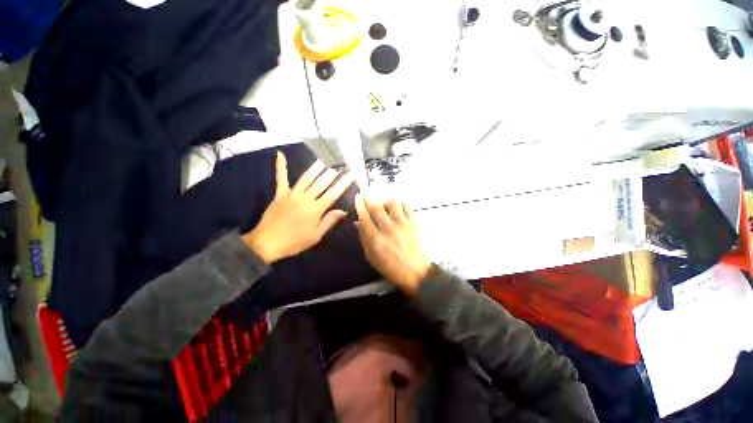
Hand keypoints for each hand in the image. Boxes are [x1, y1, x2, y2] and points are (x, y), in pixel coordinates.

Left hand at [243, 151, 353, 263]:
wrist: (267, 243)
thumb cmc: (294, 242)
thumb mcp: (315, 236)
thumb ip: (329, 221)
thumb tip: (343, 211)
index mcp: (315, 209)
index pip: (333, 193)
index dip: (343, 183)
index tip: (351, 174)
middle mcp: (305, 198)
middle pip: (321, 183)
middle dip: (333, 172)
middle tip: (340, 161)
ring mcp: (291, 194)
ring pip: (306, 178)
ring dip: (316, 167)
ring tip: (324, 157)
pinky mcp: (280, 194)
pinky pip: (281, 178)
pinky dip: (281, 167)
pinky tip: (280, 154)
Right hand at [354, 194, 430, 295]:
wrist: (417, 274)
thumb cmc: (391, 268)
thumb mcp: (372, 257)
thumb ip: (364, 238)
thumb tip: (358, 222)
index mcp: (376, 240)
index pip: (365, 217)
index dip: (359, 205)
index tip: (357, 197)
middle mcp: (389, 229)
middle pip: (377, 207)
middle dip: (369, 197)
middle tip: (365, 192)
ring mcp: (403, 225)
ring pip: (392, 203)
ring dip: (385, 200)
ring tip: (384, 203)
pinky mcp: (415, 223)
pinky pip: (406, 207)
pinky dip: (400, 204)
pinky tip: (397, 208)